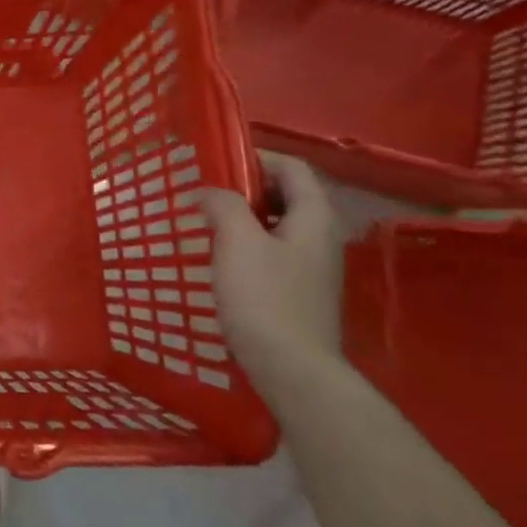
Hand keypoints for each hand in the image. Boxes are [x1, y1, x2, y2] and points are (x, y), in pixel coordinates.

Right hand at [199, 152, 345, 400]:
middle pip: (286, 195)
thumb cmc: (265, 298)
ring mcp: (312, 267)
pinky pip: (272, 251)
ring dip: (243, 217)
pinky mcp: (298, 291)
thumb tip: (209, 192)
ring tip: (206, 222)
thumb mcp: (237, 242)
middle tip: (206, 192)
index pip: (292, 168)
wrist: (292, 369)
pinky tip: (220, 259)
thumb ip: (224, 205)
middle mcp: (320, 237)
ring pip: (277, 225)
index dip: (256, 157)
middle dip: (246, 188)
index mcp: (313, 218)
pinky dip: (246, 244)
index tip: (216, 163)